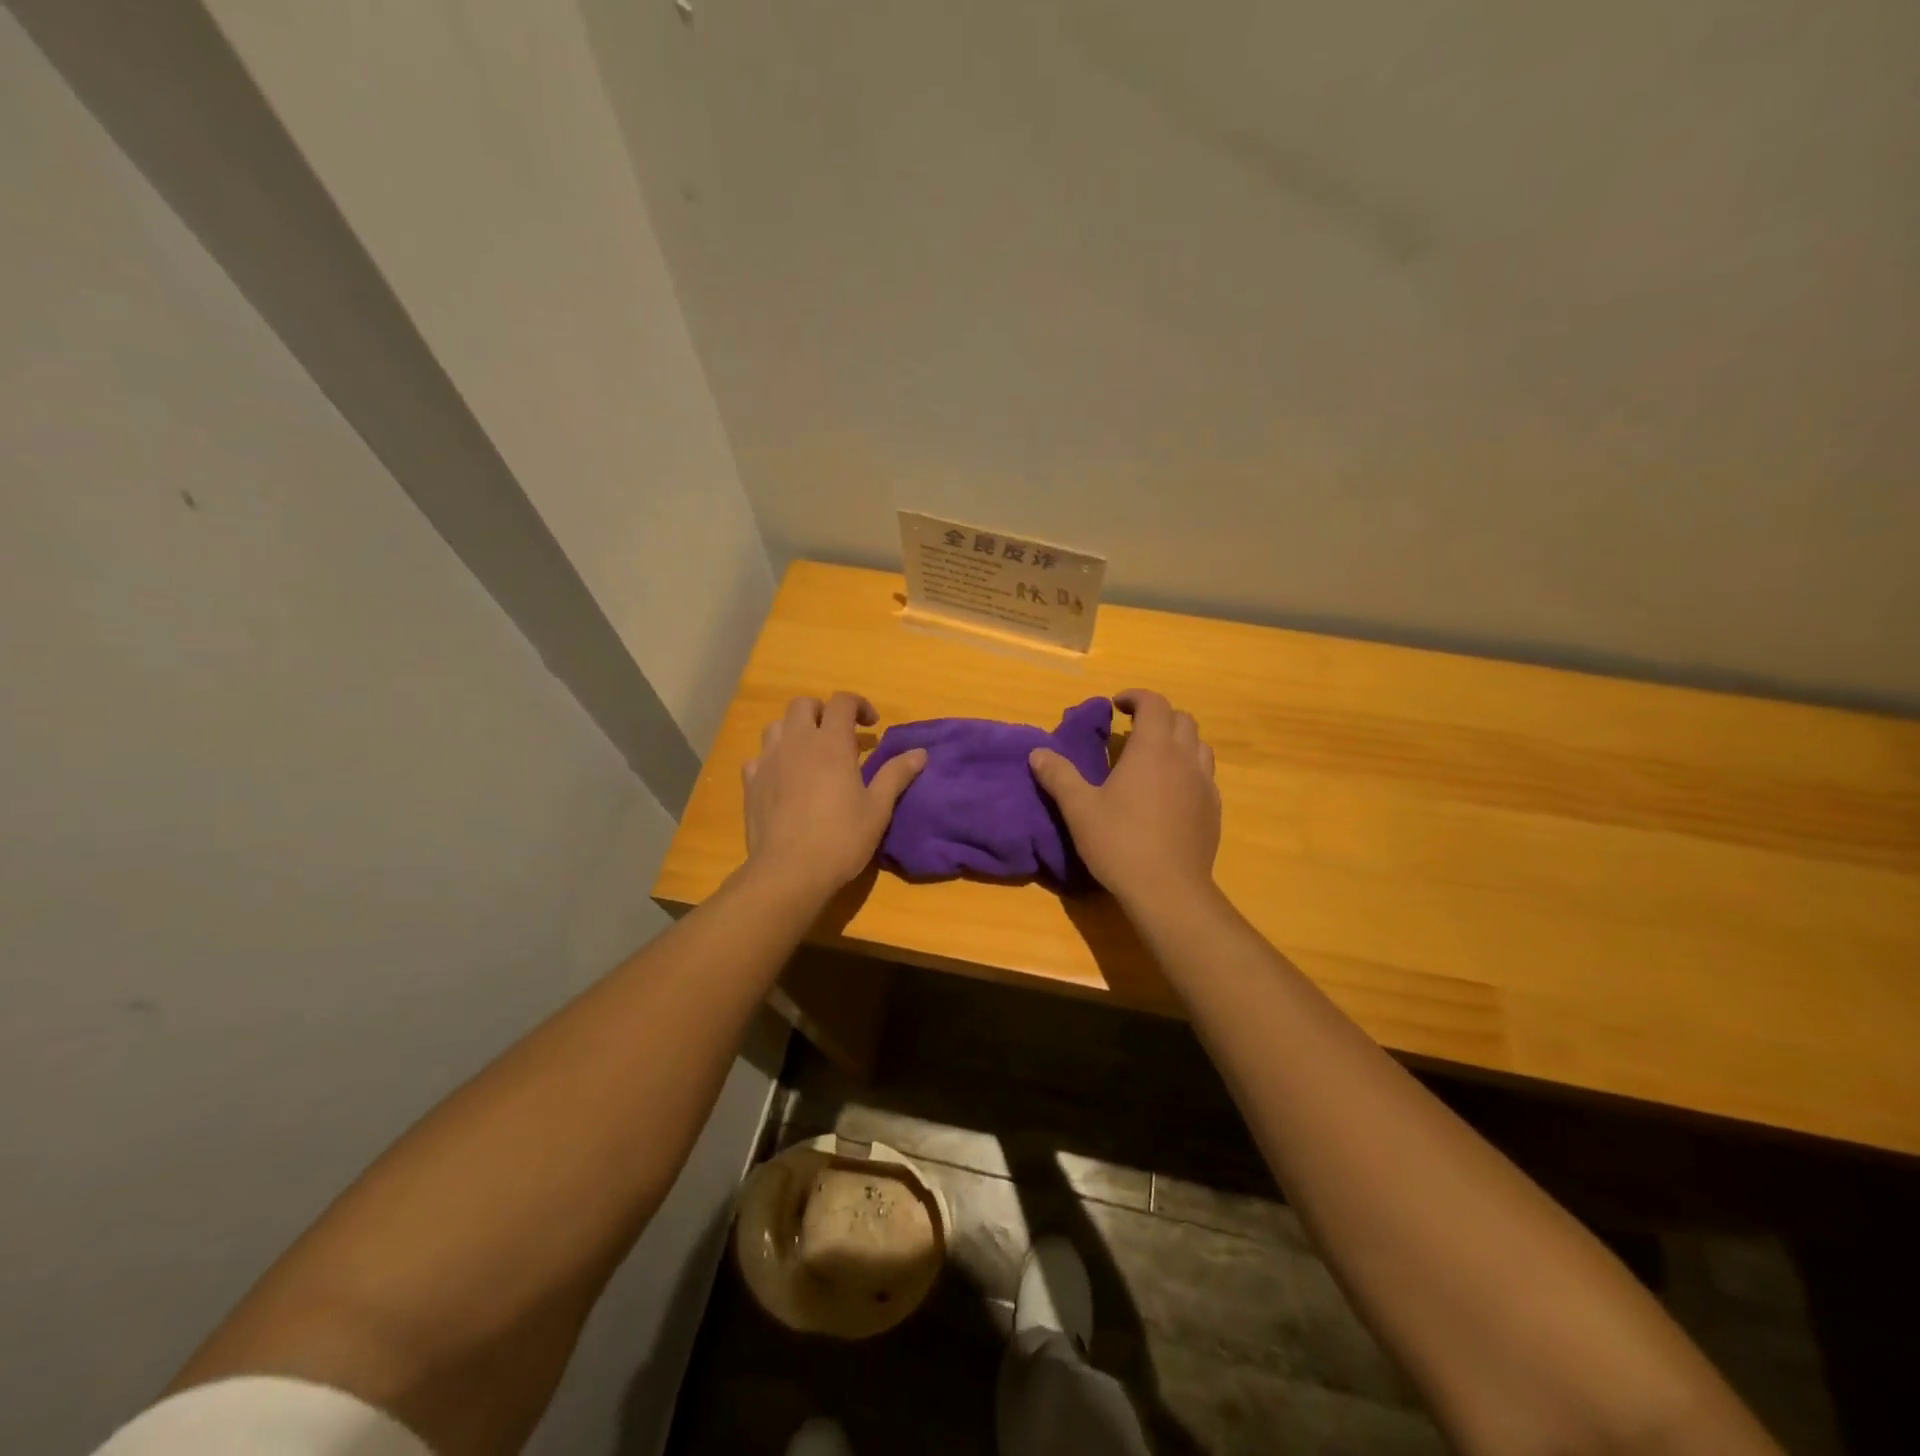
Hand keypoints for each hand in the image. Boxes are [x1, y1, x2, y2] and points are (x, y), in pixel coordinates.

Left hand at [742, 693, 926, 897]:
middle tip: (838, 735)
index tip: (871, 725)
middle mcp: (797, 743)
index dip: (858, 705)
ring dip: (794, 731)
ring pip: (776, 726)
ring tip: (809, 753)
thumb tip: (920, 753)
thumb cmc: (841, 839)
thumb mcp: (877, 809)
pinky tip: (783, 778)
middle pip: (803, 704)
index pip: (842, 702)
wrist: (789, 872)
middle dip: (822, 712)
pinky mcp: (750, 783)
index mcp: (831, 744)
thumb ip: (896, 775)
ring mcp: (768, 761)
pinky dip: (772, 759)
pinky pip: (758, 757)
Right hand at [1029, 689, 1220, 909]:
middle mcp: (1184, 758)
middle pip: (1182, 719)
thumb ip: (1059, 776)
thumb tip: (1037, 753)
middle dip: (1158, 716)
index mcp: (1153, 749)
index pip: (1154, 703)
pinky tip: (1170, 792)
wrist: (1169, 890)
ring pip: (1199, 745)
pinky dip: (1188, 769)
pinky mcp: (1214, 810)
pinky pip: (1205, 775)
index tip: (1116, 705)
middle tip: (1132, 731)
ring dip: (1177, 741)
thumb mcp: (1079, 809)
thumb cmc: (1120, 843)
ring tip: (1154, 758)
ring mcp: (1205, 784)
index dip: (1135, 697)